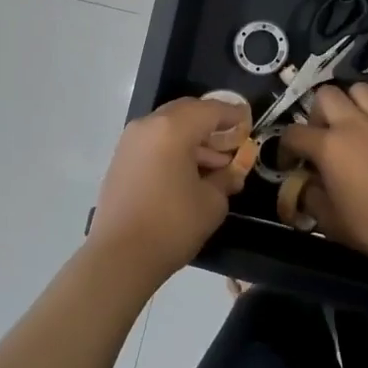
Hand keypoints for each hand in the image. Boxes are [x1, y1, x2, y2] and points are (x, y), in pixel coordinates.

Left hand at [88, 96, 249, 287]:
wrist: (118, 257)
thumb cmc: (171, 225)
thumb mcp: (212, 202)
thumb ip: (226, 178)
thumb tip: (232, 170)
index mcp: (173, 128)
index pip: (211, 110)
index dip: (233, 114)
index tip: (249, 121)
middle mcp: (148, 125)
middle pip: (187, 111)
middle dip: (211, 123)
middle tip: (232, 141)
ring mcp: (130, 141)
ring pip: (169, 126)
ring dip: (193, 138)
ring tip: (215, 164)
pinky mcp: (121, 159)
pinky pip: (154, 141)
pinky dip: (174, 147)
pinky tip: (189, 172)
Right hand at [281, 83, 367, 263]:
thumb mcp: (329, 219)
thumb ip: (310, 196)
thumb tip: (304, 185)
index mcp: (327, 146)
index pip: (294, 133)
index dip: (287, 148)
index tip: (292, 163)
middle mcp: (352, 124)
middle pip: (326, 95)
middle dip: (319, 111)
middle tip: (324, 134)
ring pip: (360, 90)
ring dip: (352, 102)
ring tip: (354, 122)